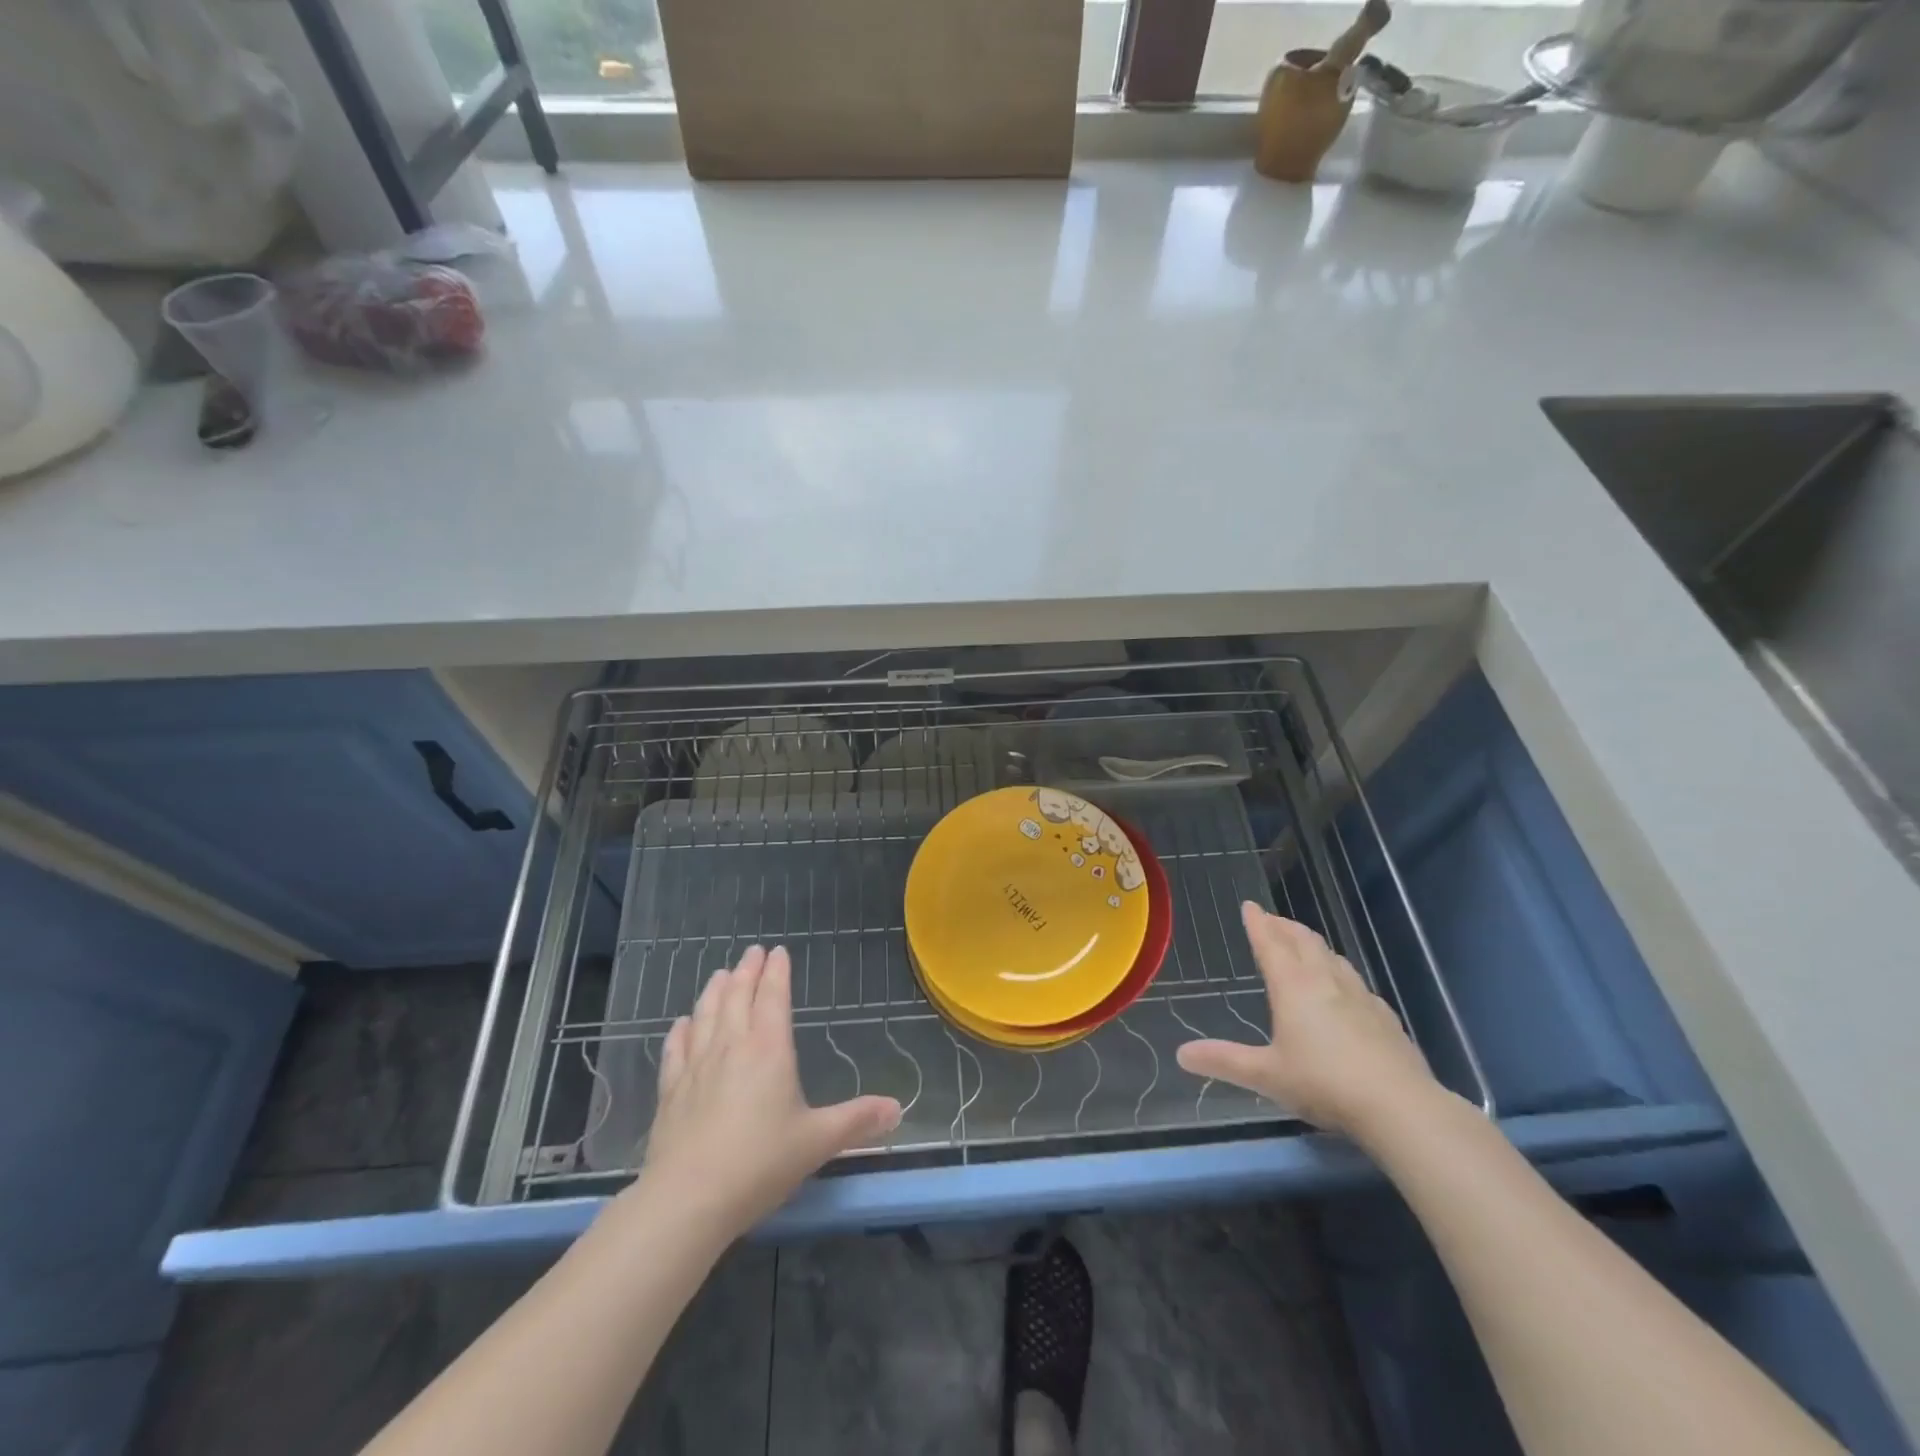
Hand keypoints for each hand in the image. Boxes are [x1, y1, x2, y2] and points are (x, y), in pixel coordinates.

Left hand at [635, 945, 901, 1241]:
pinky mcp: (670, 1092)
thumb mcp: (817, 1142)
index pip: (774, 997)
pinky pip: (675, 1049)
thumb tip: (897, 1109)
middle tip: (752, 952)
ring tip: (720, 975)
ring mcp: (696, 1067)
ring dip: (714, 991)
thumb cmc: (760, 1163)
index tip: (778, 951)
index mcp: (769, 1050)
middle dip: (747, 971)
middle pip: (737, 996)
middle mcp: (732, 1047)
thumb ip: (857, 1121)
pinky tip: (681, 1023)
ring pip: (705, 1015)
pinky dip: (680, 1031)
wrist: (688, 1199)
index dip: (777, 972)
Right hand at [1177, 902, 1440, 1139]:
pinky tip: (1345, 987)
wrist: (1400, 1106)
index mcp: (1293, 986)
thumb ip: (1224, 1061)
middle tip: (1272, 919)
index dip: (1258, 923)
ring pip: (1332, 957)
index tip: (1249, 905)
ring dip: (1313, 944)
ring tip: (1304, 944)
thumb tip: (1181, 1054)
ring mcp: (1359, 996)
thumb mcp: (1267, 1075)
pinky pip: (1355, 981)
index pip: (1270, 944)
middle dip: (1285, 927)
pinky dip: (1340, 971)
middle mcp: (1325, 981)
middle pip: (1303, 941)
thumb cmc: (1324, 1083)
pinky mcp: (1384, 1016)